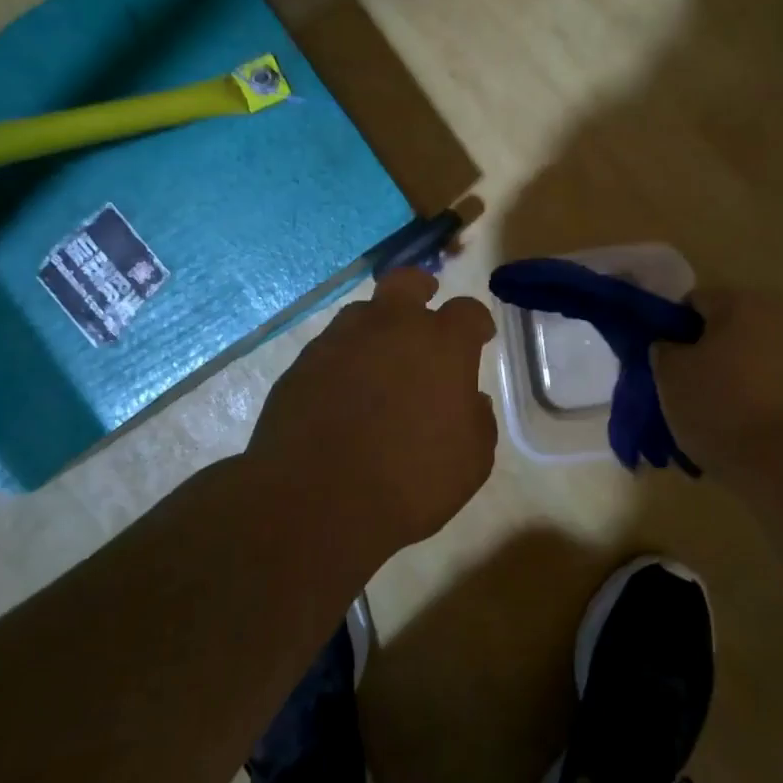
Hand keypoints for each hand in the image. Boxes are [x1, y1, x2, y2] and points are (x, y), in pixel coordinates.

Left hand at [248, 267, 497, 548]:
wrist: (316, 500)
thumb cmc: (410, 482)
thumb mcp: (471, 462)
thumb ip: (478, 421)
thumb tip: (470, 401)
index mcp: (441, 344)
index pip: (468, 311)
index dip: (477, 323)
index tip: (480, 337)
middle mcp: (391, 327)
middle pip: (407, 282)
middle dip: (421, 288)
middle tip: (425, 307)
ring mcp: (341, 340)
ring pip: (363, 312)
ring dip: (377, 327)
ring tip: (379, 361)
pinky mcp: (302, 363)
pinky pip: (330, 348)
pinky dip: (343, 361)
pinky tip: (343, 393)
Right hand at [654, 287, 782, 477]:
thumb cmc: (720, 405)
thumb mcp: (670, 374)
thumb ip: (663, 350)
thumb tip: (670, 346)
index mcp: (739, 303)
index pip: (692, 302)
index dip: (669, 328)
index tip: (658, 361)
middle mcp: (774, 319)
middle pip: (721, 332)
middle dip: (698, 357)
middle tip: (676, 390)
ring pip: (742, 363)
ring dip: (722, 381)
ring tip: (702, 419)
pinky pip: (763, 389)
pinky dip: (745, 404)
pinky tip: (730, 432)